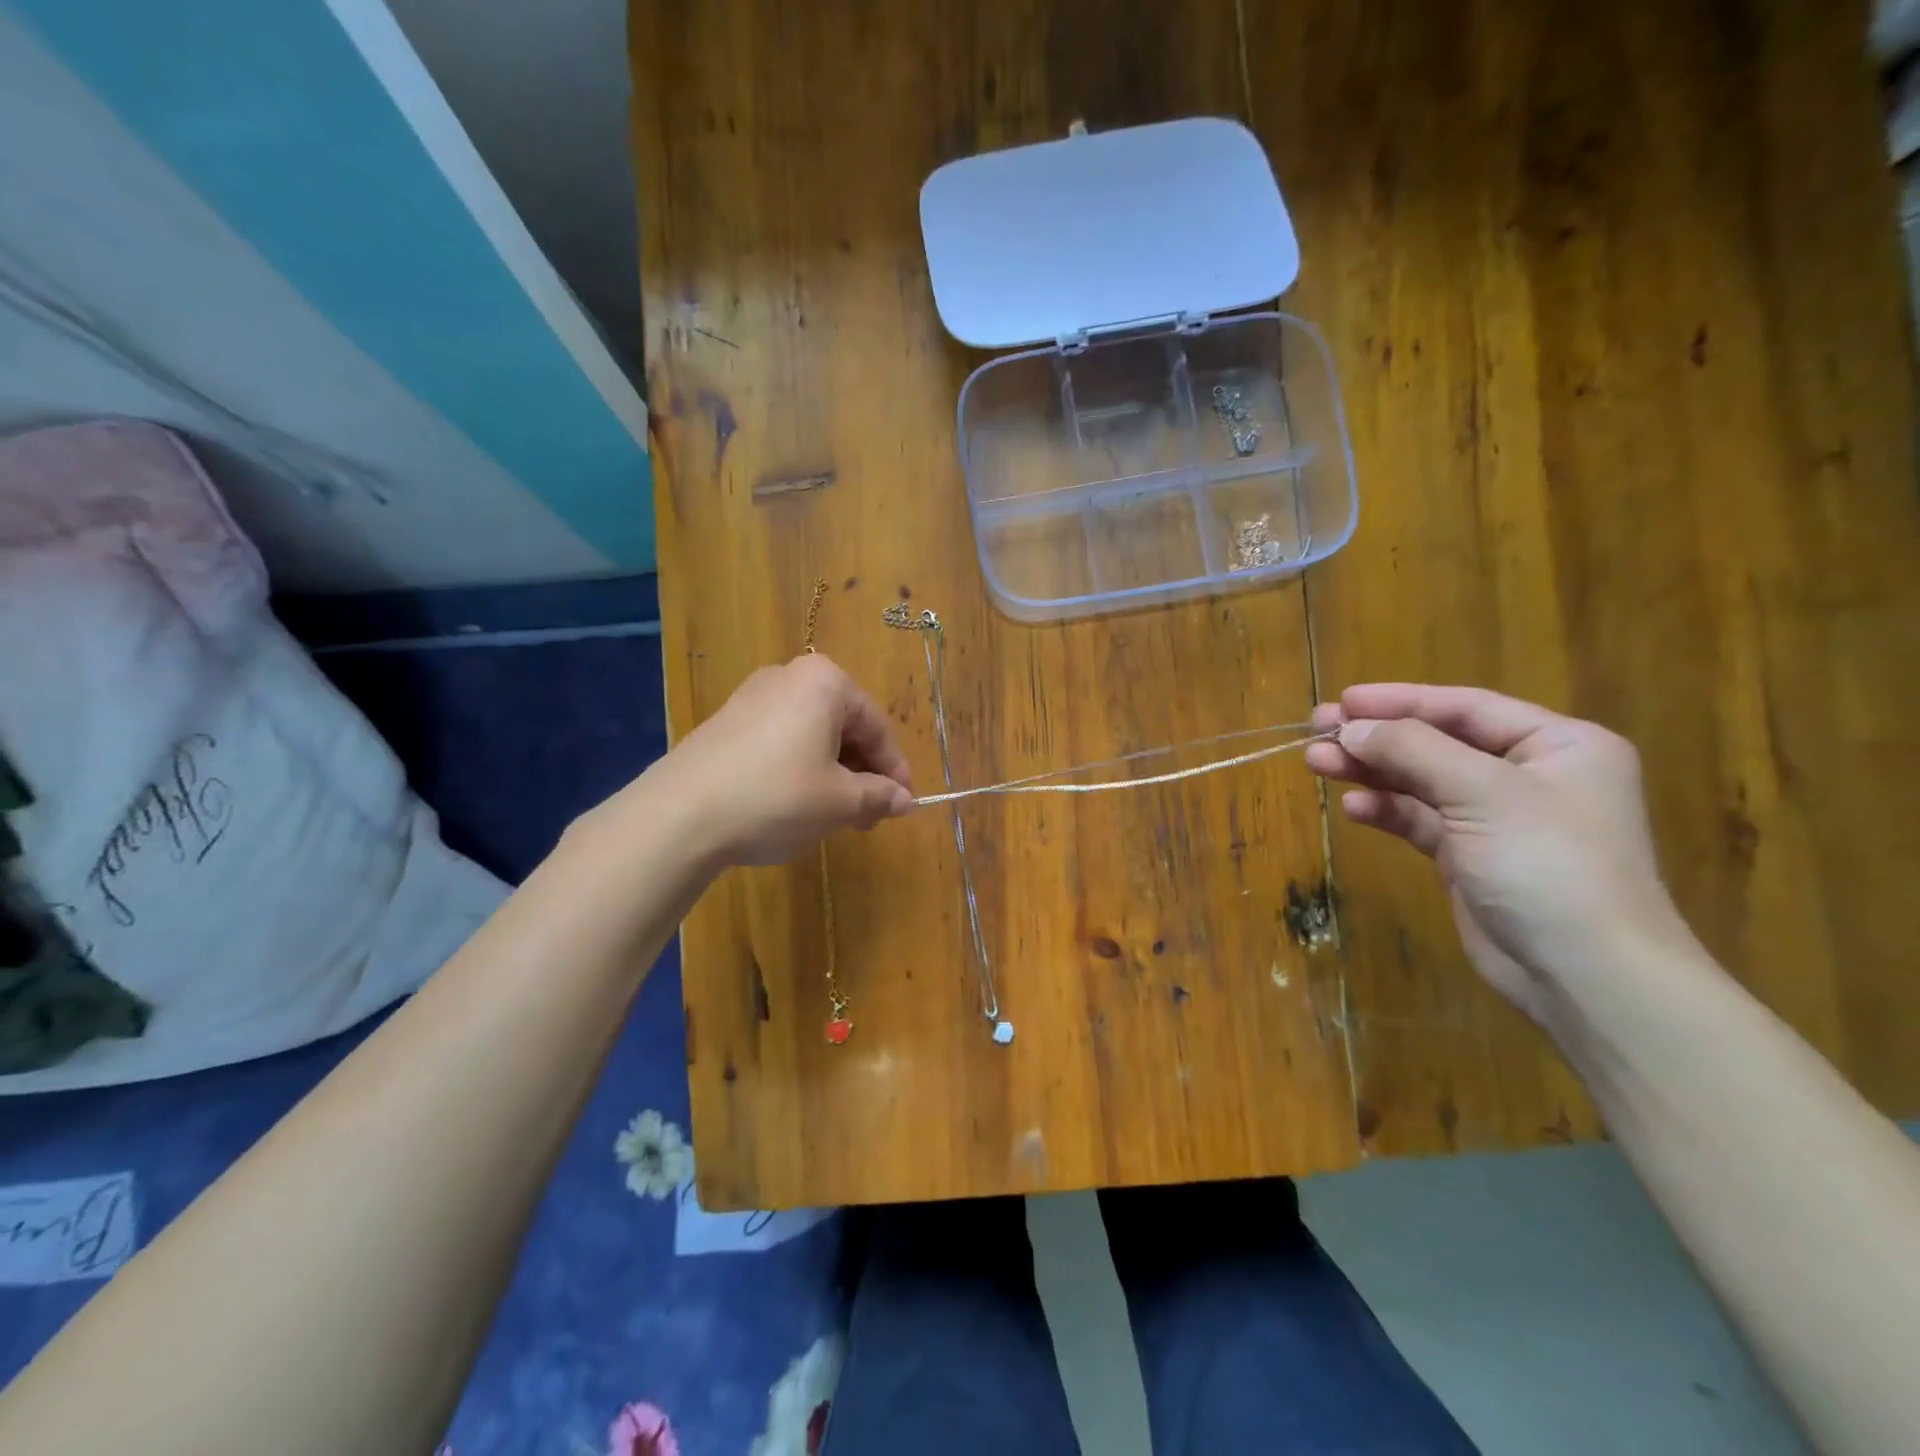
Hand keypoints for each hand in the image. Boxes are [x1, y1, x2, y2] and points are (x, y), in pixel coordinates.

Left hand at [651, 654, 913, 866]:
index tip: (904, 805)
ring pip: (813, 736)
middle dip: (863, 773)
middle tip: (870, 816)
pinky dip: (801, 769)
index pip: (878, 727)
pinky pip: (782, 741)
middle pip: (845, 727)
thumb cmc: (777, 796)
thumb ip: (879, 796)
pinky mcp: (728, 721)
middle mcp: (790, 677)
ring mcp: (753, 696)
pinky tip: (797, 804)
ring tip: (836, 816)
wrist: (680, 815)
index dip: (896, 771)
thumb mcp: (840, 802)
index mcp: (826, 683)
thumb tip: (904, 800)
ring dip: (834, 774)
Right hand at [1304, 684, 1695, 1023]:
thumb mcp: (1483, 793)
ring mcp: (1497, 819)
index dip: (1401, 700)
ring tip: (1316, 762)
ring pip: (1421, 781)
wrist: (1584, 974)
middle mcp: (1528, 775)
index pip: (1466, 707)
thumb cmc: (1547, 865)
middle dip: (1377, 736)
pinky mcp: (1469, 857)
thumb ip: (1414, 750)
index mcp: (1557, 745)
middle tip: (1317, 729)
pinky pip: (1419, 820)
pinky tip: (1353, 807)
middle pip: (1437, 742)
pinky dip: (1386, 810)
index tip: (1344, 701)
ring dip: (1371, 772)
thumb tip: (1351, 727)